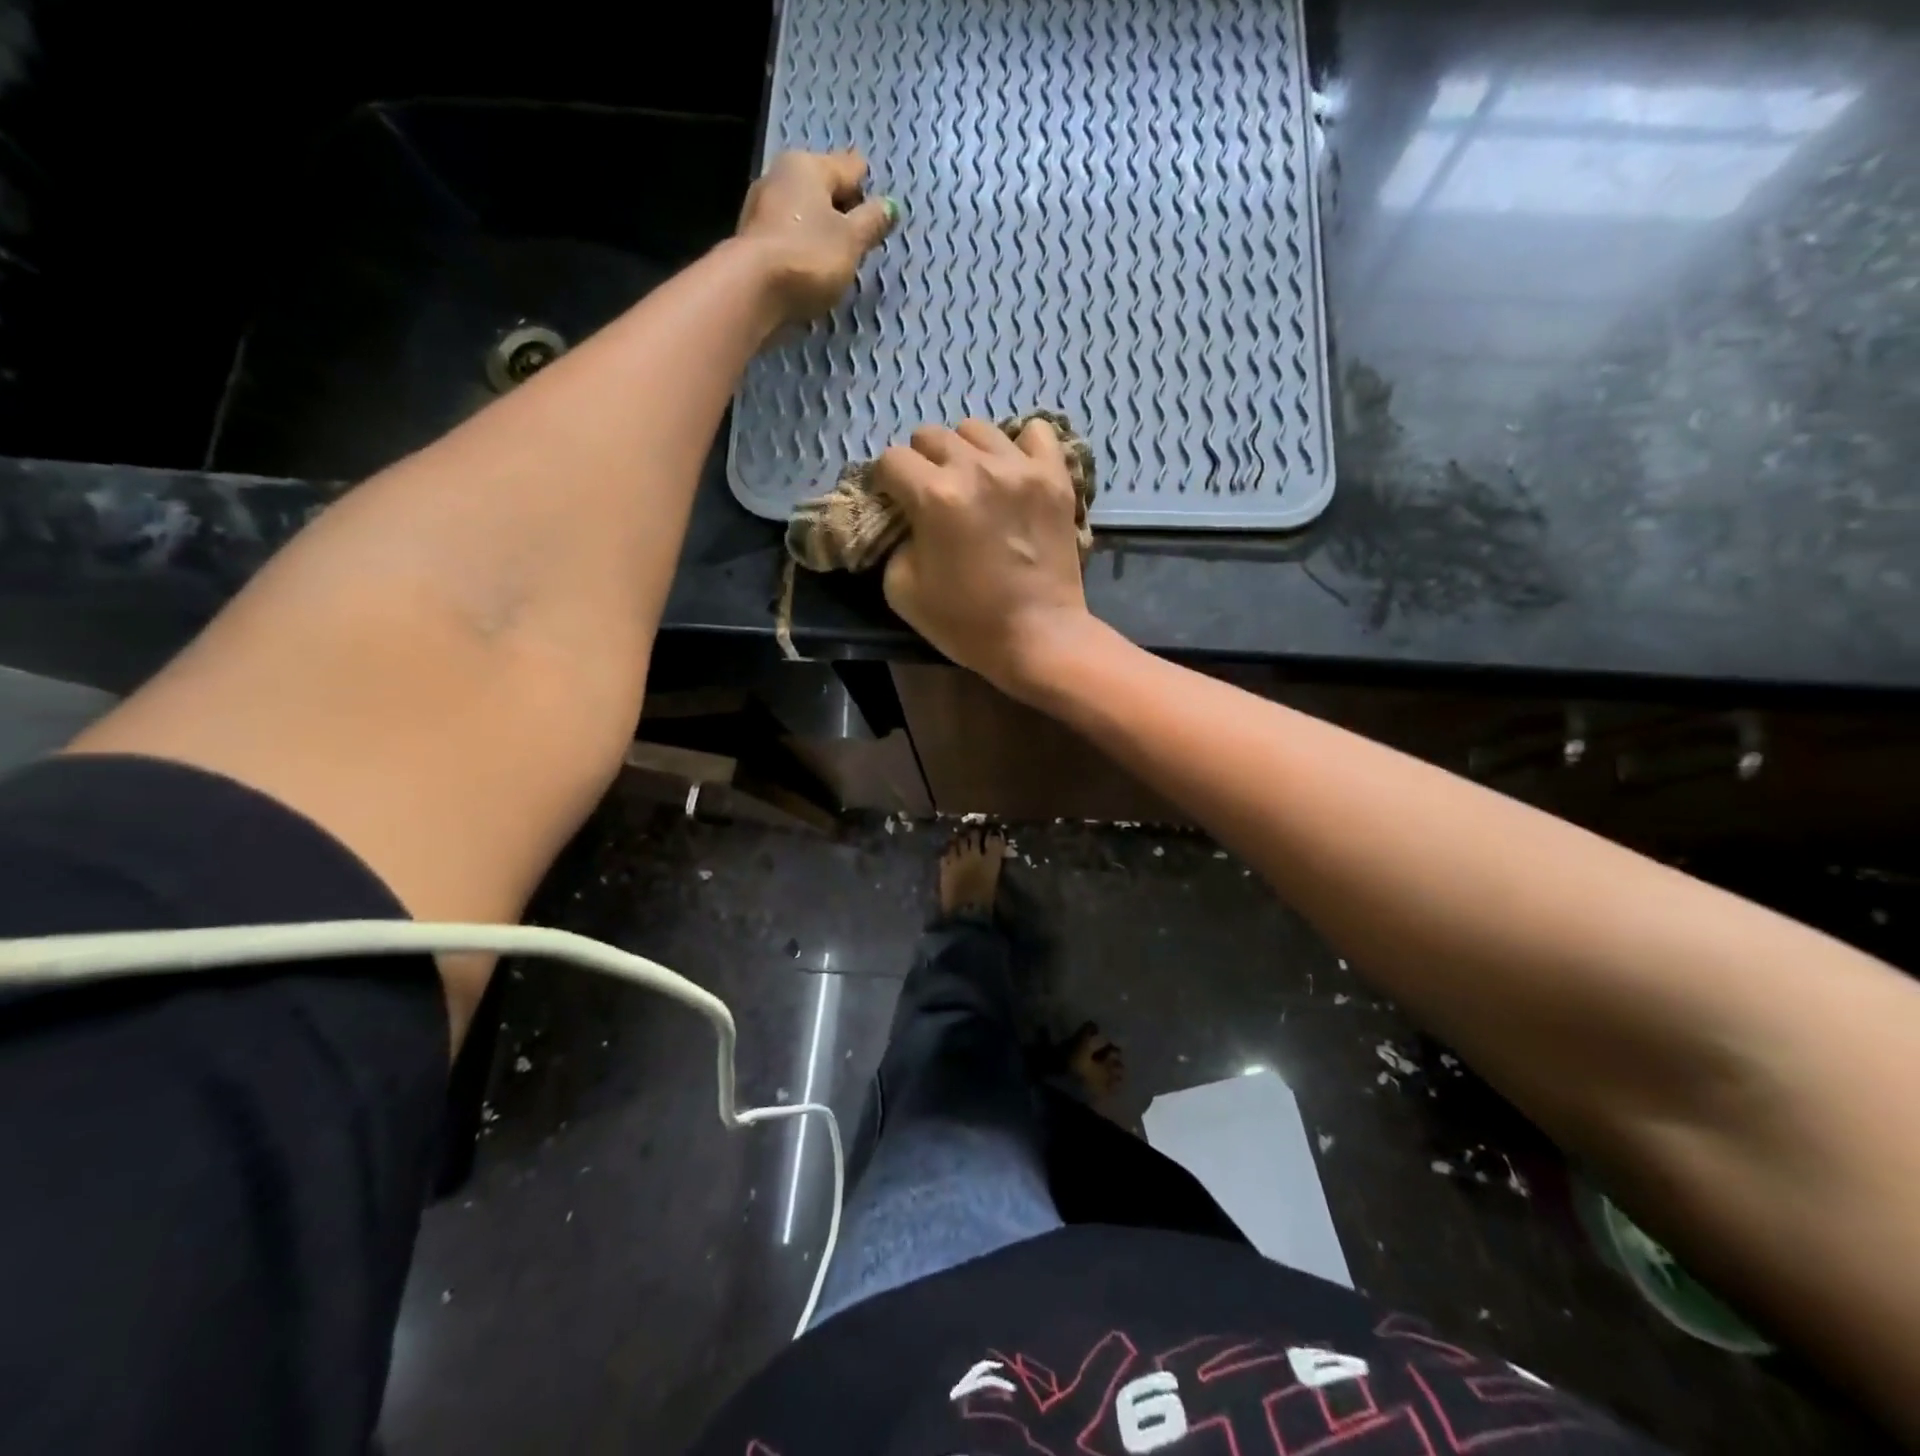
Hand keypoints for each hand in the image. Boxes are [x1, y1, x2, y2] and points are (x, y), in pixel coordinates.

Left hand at [735, 149, 897, 324]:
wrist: (752, 292)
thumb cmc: (809, 256)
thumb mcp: (851, 241)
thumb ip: (872, 222)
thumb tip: (890, 207)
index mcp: (808, 166)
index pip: (850, 166)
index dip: (868, 188)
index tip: (880, 213)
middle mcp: (781, 177)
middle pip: (823, 188)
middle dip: (842, 209)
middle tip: (860, 239)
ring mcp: (762, 209)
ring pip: (803, 213)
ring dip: (821, 230)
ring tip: (838, 258)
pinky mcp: (753, 241)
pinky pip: (789, 237)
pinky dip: (803, 248)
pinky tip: (812, 268)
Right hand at [874, 417, 1096, 695]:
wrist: (1038, 637)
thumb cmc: (967, 623)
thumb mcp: (902, 590)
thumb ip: (894, 541)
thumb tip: (904, 519)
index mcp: (934, 496)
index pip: (892, 460)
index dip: (886, 482)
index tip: (894, 503)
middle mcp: (976, 468)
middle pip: (931, 435)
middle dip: (922, 463)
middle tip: (931, 495)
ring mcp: (1021, 468)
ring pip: (977, 429)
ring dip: (965, 452)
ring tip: (973, 482)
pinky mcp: (1055, 477)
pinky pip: (1036, 433)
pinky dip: (1020, 446)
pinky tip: (1013, 471)